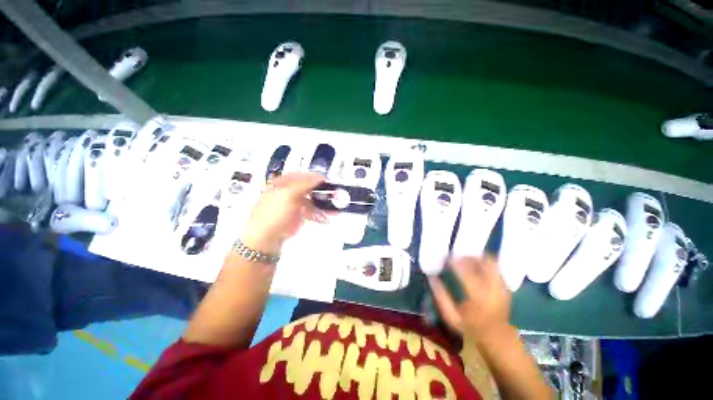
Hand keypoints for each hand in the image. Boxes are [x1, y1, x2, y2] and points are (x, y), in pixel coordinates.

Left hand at [240, 173, 325, 254]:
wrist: (266, 238)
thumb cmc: (274, 213)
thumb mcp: (288, 195)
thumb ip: (305, 184)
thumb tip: (320, 176)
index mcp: (282, 184)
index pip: (300, 175)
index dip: (313, 177)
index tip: (327, 180)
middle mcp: (288, 192)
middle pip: (308, 188)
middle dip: (321, 192)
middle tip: (334, 194)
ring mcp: (293, 205)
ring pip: (311, 200)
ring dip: (323, 204)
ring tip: (333, 210)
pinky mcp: (297, 216)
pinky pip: (310, 212)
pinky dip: (318, 215)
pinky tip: (324, 219)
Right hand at [428, 256, 511, 341]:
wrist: (497, 337)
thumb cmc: (471, 327)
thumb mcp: (451, 316)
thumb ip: (441, 296)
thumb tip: (431, 277)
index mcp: (477, 297)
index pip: (465, 272)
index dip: (454, 261)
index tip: (445, 258)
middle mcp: (492, 289)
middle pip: (481, 263)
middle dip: (466, 257)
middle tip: (456, 256)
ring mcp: (501, 286)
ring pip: (491, 262)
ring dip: (476, 257)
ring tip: (466, 258)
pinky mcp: (505, 286)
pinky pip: (496, 267)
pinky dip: (484, 263)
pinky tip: (476, 265)